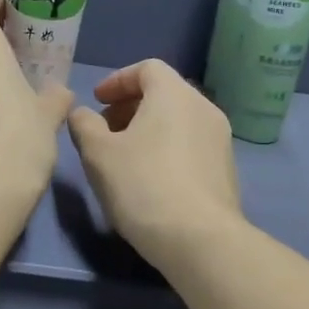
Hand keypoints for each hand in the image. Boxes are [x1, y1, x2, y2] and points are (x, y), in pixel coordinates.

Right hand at [68, 60, 243, 268]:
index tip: (97, 101)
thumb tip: (83, 114)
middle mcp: (203, 108)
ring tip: (125, 156)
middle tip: (105, 129)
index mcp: (174, 94)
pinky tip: (151, 178)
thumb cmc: (143, 185)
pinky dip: (168, 147)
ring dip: (149, 128)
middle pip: (164, 92)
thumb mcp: (98, 154)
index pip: (146, 68)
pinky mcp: (226, 169)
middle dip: (131, 106)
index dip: (117, 80)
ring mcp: (220, 139)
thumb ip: (84, 125)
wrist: (200, 240)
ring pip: (179, 120)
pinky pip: (191, 143)